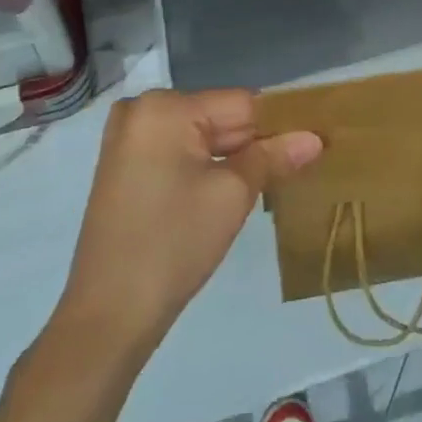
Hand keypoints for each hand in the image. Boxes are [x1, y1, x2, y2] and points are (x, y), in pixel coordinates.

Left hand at [57, 89, 321, 348]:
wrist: (106, 318)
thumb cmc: (173, 245)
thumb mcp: (232, 196)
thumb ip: (273, 157)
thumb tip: (315, 139)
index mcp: (164, 106)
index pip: (240, 104)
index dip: (279, 124)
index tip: (313, 142)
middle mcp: (141, 110)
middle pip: (218, 118)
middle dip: (255, 143)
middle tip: (299, 165)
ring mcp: (128, 138)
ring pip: (200, 138)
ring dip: (233, 157)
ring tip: (274, 178)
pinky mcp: (124, 166)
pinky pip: (178, 153)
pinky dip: (205, 168)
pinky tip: (233, 189)